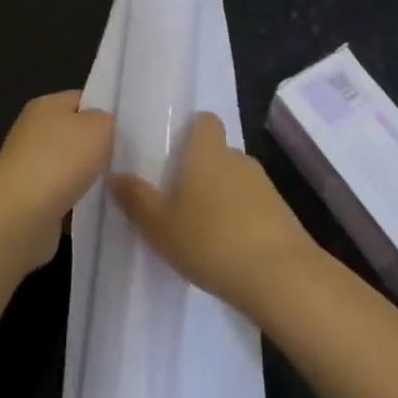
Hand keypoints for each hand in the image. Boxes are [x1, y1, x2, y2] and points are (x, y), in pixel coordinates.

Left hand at [0, 92, 113, 273]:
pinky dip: (78, 206)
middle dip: (99, 149)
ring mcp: (29, 168)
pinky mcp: (30, 202)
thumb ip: (106, 120)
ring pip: (71, 169)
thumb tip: (100, 128)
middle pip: (76, 135)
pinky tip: (99, 211)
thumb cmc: (60, 160)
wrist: (19, 217)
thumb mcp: (98, 126)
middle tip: (128, 160)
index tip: (128, 130)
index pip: (81, 100)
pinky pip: (64, 199)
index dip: (104, 111)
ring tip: (119, 188)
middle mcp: (34, 133)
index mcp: (46, 106)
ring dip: (90, 180)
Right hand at [110, 112, 320, 318]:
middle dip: (202, 170)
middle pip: (218, 152)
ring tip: (202, 229)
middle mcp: (238, 159)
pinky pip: (254, 206)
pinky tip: (228, 249)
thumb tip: (115, 175)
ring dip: (222, 197)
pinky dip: (241, 219)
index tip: (174, 152)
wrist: (281, 277)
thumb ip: (136, 199)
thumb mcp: (160, 226)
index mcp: (207, 152)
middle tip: (179, 199)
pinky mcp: (282, 213)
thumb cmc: (211, 241)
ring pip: (236, 180)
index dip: (192, 130)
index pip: (205, 121)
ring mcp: (264, 185)